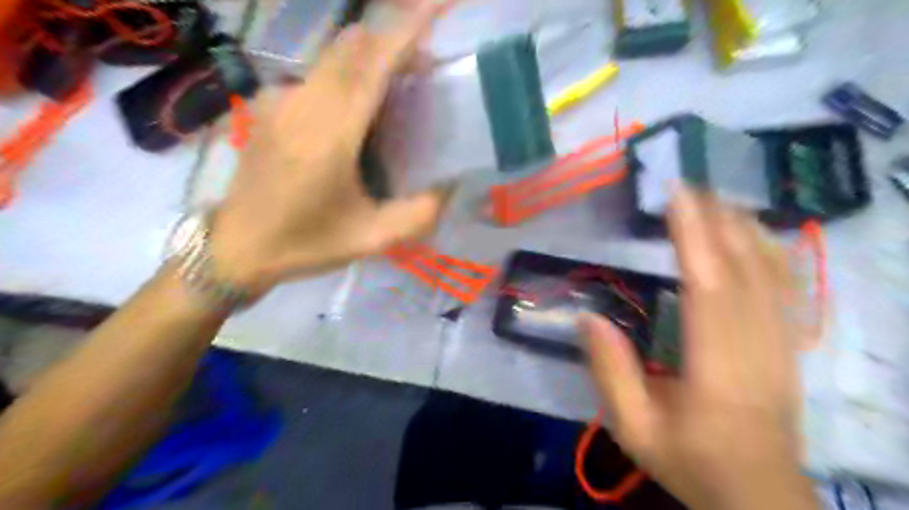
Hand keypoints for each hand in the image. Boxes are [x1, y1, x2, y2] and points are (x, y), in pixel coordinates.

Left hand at [208, 0, 445, 294]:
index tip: (440, 3)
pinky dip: (348, 76)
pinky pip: (318, 75)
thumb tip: (452, 187)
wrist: (236, 249)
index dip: (409, 27)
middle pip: (353, 47)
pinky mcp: (268, 104)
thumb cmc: (305, 244)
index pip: (373, 63)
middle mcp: (301, 103)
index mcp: (328, 134)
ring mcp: (279, 99)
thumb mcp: (371, 239)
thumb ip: (418, 214)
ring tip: (403, 89)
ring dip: (373, 59)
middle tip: (429, 67)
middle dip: (396, 41)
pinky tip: (360, 110)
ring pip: (335, 57)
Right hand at [586, 185, 821, 509]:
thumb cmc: (690, 460)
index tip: (677, 196)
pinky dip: (771, 253)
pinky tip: (756, 236)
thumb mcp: (634, 427)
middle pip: (743, 268)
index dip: (692, 235)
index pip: (706, 284)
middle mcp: (754, 345)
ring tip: (718, 200)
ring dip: (744, 229)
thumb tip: (588, 318)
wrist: (758, 496)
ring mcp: (779, 344)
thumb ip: (611, 373)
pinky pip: (785, 289)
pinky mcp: (788, 347)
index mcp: (715, 364)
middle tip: (690, 185)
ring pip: (771, 273)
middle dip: (718, 220)